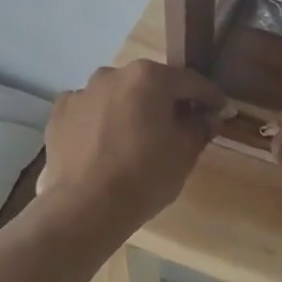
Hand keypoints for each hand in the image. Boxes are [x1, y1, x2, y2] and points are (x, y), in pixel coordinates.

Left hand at [41, 61, 223, 227]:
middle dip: (167, 102)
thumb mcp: (184, 153)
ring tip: (136, 139)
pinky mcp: (60, 113)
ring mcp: (83, 91)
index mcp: (149, 76)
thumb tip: (209, 117)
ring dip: (131, 109)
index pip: (190, 82)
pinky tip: (104, 145)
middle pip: (151, 84)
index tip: (221, 111)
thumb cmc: (144, 176)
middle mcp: (114, 74)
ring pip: (117, 95)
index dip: (210, 97)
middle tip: (180, 127)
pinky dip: (100, 121)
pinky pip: (89, 111)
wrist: (85, 208)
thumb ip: (200, 127)